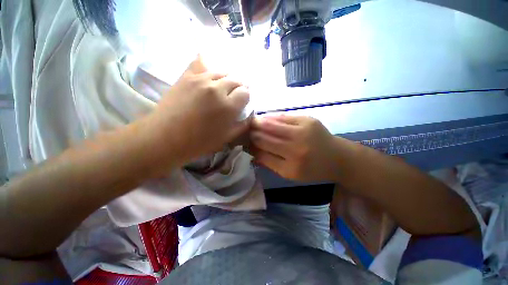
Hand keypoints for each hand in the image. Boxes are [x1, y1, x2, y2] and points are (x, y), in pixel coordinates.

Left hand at [144, 56, 249, 167]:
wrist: (166, 137)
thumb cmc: (199, 142)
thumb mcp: (227, 138)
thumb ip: (242, 125)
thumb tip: (249, 115)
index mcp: (228, 106)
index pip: (245, 93)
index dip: (245, 98)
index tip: (241, 104)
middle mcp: (217, 88)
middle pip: (236, 80)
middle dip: (238, 88)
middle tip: (234, 97)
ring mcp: (200, 79)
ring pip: (222, 72)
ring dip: (226, 80)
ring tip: (222, 89)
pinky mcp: (186, 76)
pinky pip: (202, 63)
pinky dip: (209, 68)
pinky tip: (209, 76)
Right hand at [251, 115, 340, 181]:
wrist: (337, 157)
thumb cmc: (312, 169)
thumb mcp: (290, 174)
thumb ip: (269, 162)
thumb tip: (251, 151)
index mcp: (291, 167)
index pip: (262, 153)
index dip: (250, 146)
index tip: (243, 142)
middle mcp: (296, 148)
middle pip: (265, 137)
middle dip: (251, 133)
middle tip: (243, 130)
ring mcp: (303, 131)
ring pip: (271, 124)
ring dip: (258, 123)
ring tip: (251, 122)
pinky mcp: (307, 119)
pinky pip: (283, 117)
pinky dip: (271, 117)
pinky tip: (264, 118)